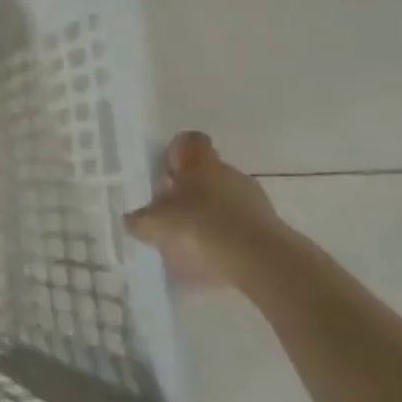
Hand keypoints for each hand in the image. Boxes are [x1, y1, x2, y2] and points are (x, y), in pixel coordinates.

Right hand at [124, 132, 293, 290]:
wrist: (259, 260)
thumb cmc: (199, 227)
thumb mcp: (155, 225)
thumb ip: (140, 220)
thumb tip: (132, 219)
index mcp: (200, 164)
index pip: (190, 141)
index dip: (176, 152)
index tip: (165, 171)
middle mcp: (228, 173)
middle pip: (206, 172)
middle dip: (189, 189)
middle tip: (171, 212)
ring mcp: (253, 199)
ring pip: (224, 198)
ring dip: (209, 213)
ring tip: (191, 241)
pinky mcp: (269, 225)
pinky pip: (239, 224)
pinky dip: (226, 235)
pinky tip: (212, 257)